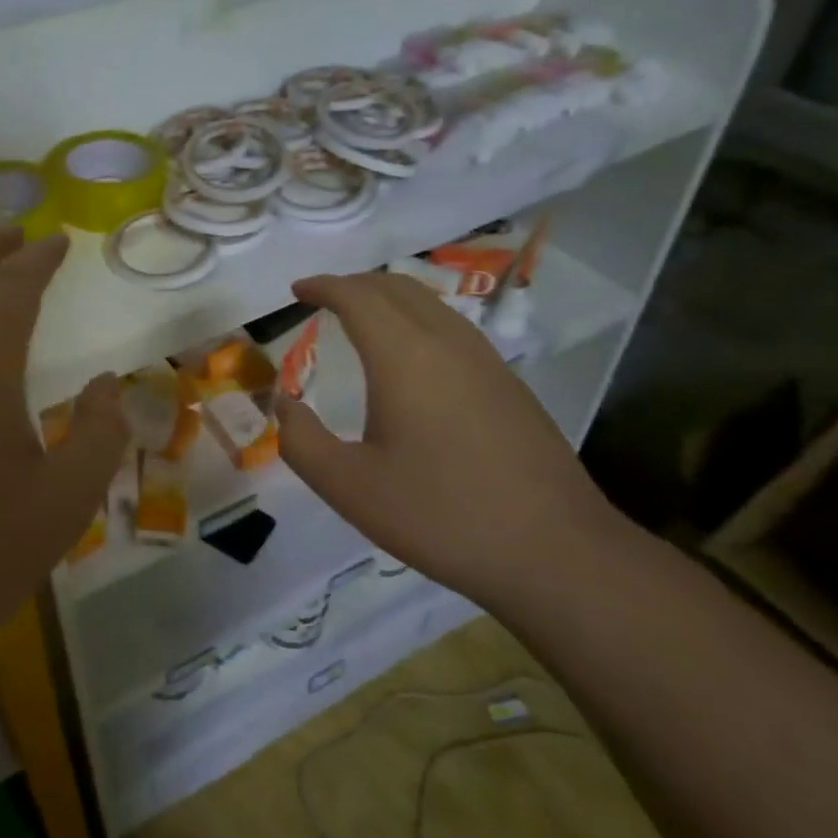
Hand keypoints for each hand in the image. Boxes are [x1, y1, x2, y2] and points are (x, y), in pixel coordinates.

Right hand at [273, 272, 623, 599]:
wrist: (554, 552)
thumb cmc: (439, 515)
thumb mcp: (348, 487)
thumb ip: (301, 440)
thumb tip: (284, 403)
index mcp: (405, 358)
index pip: (359, 297)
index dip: (324, 286)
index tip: (297, 290)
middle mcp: (449, 344)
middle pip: (398, 288)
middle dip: (355, 284)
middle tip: (323, 299)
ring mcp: (487, 362)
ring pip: (431, 304)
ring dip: (389, 299)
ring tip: (360, 320)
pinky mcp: (509, 385)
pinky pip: (454, 329)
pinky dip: (418, 321)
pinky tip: (410, 358)